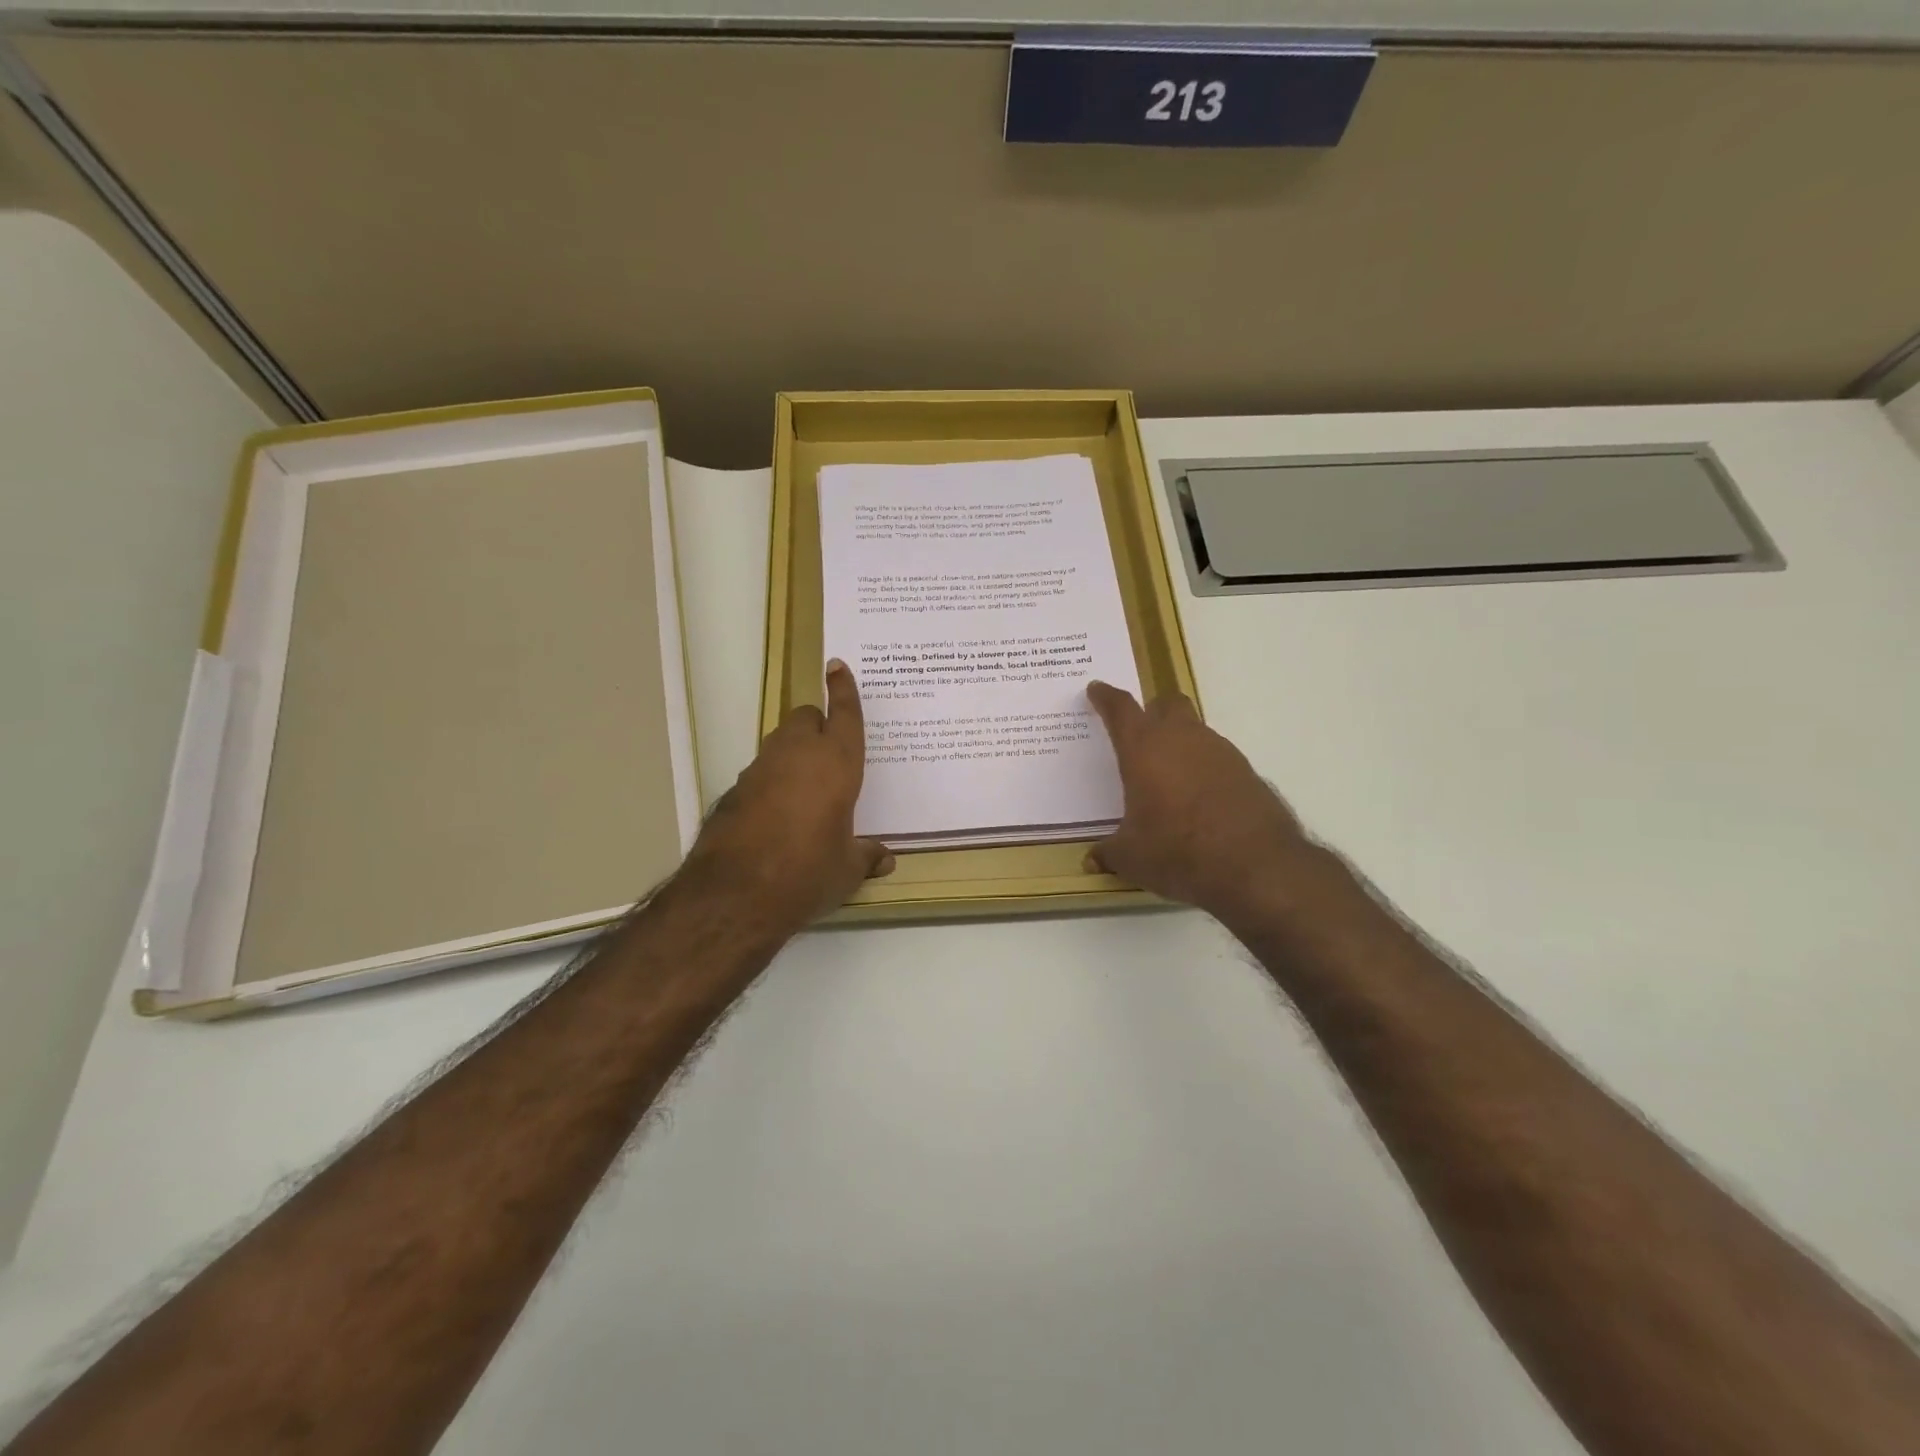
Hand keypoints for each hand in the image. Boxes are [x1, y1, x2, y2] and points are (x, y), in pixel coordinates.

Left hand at [679, 660, 892, 936]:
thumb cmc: (807, 873)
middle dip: (817, 725)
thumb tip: (884, 859)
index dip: (843, 689)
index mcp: (835, 764)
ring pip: (780, 743)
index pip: (843, 715)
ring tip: (806, 790)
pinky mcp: (733, 791)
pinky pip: (760, 773)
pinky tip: (776, 815)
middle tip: (829, 754)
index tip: (837, 666)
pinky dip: (771, 781)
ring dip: (793, 753)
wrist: (735, 894)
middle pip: (805, 718)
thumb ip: (866, 856)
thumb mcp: (846, 869)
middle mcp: (796, 756)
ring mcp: (759, 770)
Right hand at [1086, 681, 1319, 929]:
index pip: (1121, 709)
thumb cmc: (1178, 851)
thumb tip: (1093, 860)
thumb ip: (1109, 853)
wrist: (1255, 865)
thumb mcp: (1131, 857)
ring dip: (1180, 743)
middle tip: (1139, 731)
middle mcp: (1182, 739)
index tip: (1098, 689)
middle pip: (1167, 704)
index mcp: (1144, 749)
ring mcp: (1220, 752)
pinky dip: (1204, 768)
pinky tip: (1199, 799)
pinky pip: (1217, 758)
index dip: (1106, 697)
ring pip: (1195, 731)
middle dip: (1151, 710)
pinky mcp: (1246, 772)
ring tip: (1168, 777)